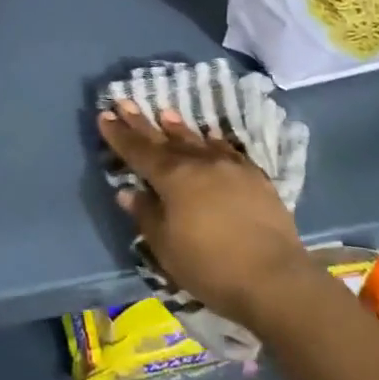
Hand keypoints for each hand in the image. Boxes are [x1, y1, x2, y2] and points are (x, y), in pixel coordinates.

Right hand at [98, 100, 314, 331]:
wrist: (273, 277)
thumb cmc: (210, 266)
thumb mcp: (166, 247)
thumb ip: (147, 215)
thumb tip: (128, 192)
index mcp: (172, 178)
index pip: (138, 151)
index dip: (119, 134)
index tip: (105, 115)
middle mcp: (199, 163)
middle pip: (165, 139)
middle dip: (142, 122)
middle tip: (125, 102)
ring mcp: (230, 166)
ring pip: (197, 140)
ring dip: (178, 127)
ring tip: (164, 112)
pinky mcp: (255, 177)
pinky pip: (227, 150)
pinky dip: (213, 142)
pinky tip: (209, 137)